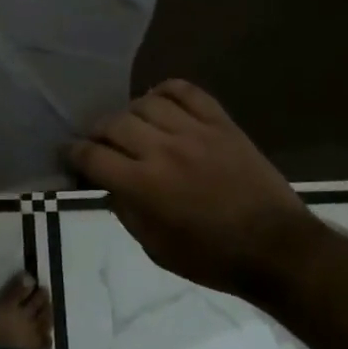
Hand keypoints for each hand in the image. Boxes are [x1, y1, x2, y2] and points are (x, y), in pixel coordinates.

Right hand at [68, 79, 311, 295]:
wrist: (277, 248)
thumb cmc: (213, 258)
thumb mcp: (156, 248)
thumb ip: (126, 211)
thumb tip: (109, 185)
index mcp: (143, 185)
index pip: (92, 156)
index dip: (73, 153)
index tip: (70, 154)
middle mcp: (163, 150)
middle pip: (113, 123)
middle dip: (97, 132)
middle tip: (100, 143)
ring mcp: (194, 132)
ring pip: (145, 102)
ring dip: (130, 114)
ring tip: (133, 126)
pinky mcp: (221, 123)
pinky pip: (186, 91)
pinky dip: (167, 91)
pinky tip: (160, 102)